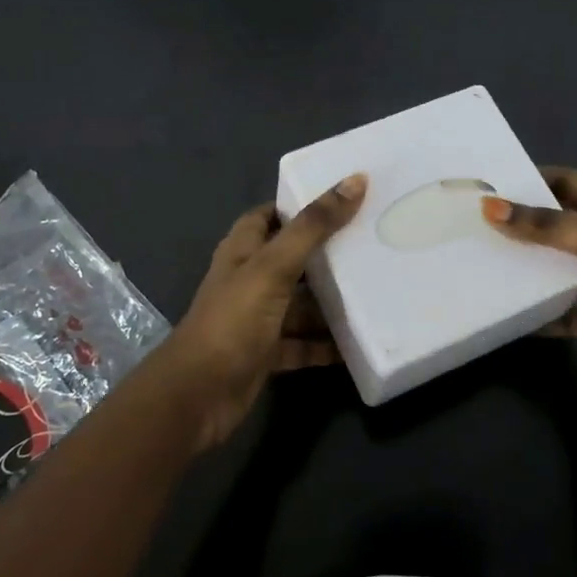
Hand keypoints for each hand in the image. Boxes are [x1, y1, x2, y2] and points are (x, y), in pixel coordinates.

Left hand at [159, 174, 366, 449]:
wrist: (199, 395)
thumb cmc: (233, 320)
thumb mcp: (273, 267)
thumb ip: (313, 227)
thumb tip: (355, 181)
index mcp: (242, 252)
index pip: (269, 216)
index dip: (299, 205)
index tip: (341, 199)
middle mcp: (248, 281)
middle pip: (291, 260)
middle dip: (326, 254)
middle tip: (371, 243)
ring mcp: (257, 320)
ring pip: (300, 305)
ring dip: (330, 303)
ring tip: (377, 291)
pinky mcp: (266, 355)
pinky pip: (303, 344)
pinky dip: (326, 345)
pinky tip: (358, 343)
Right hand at [482, 166, 576, 377]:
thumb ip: (550, 227)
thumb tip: (491, 208)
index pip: (563, 182)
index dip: (528, 181)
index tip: (486, 184)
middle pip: (551, 226)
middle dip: (516, 227)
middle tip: (467, 227)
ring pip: (550, 268)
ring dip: (522, 270)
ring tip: (474, 266)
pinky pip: (557, 310)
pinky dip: (535, 313)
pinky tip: (502, 313)